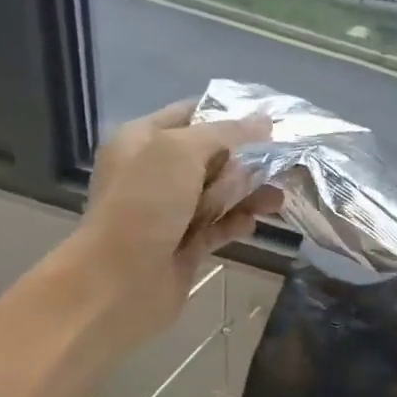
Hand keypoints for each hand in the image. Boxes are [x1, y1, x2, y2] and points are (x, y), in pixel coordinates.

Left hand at [69, 98, 281, 346]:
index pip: (192, 114)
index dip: (230, 114)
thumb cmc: (144, 204)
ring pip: (220, 192)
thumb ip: (226, 132)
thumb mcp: (181, 151)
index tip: (270, 120)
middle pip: (212, 155)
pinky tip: (253, 223)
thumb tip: (264, 121)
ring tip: (276, 198)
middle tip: (279, 163)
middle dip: (246, 159)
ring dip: (249, 193)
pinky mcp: (185, 245)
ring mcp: (169, 211)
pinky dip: (237, 222)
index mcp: (142, 140)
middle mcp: (154, 172)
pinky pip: (219, 226)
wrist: (118, 282)